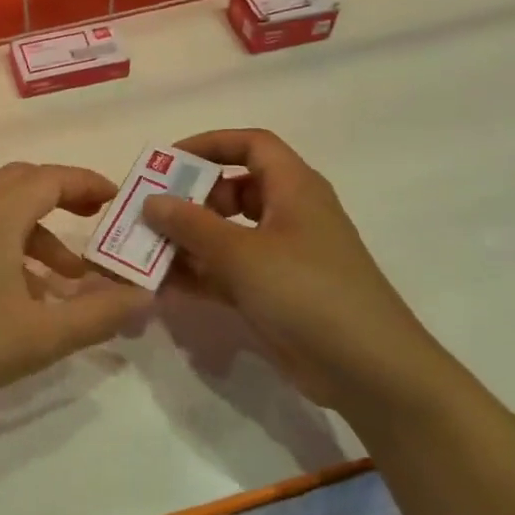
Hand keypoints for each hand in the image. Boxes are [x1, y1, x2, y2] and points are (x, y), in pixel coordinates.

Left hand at [0, 162, 150, 417]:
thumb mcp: (41, 335)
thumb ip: (98, 315)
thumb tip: (143, 296)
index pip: (51, 178)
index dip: (88, 183)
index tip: (117, 200)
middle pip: (24, 183)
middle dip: (64, 197)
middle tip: (96, 221)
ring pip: (0, 209)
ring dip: (38, 231)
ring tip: (65, 278)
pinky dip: (9, 244)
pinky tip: (21, 292)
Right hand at [141, 129, 464, 419]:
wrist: (368, 369)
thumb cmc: (307, 292)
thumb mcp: (241, 253)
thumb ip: (191, 225)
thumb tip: (151, 201)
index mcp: (294, 188)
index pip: (251, 145)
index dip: (210, 145)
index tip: (168, 162)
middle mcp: (289, 214)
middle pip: (234, 190)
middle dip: (190, 198)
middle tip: (150, 212)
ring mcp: (283, 256)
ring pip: (228, 233)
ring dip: (189, 239)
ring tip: (146, 249)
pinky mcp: (275, 293)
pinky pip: (229, 271)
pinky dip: (200, 273)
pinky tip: (163, 284)